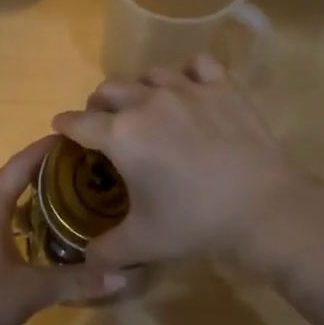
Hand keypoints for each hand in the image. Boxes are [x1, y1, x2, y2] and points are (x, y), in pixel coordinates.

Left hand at [0, 137, 127, 324]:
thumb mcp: (33, 292)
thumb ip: (77, 281)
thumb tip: (122, 274)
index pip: (20, 165)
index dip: (44, 149)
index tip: (70, 136)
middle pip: (4, 177)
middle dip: (34, 168)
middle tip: (68, 169)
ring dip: (15, 191)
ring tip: (47, 195)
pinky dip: (2, 211)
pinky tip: (17, 230)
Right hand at [51, 55, 318, 268]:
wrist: (262, 208)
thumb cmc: (194, 223)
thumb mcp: (142, 244)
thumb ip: (105, 251)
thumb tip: (86, 259)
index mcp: (120, 135)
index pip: (78, 122)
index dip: (65, 126)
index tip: (62, 129)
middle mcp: (147, 101)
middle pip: (108, 89)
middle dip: (98, 104)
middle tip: (104, 123)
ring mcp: (186, 89)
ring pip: (149, 73)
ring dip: (139, 88)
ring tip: (146, 106)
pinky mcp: (222, 86)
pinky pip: (197, 65)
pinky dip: (188, 74)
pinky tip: (191, 89)